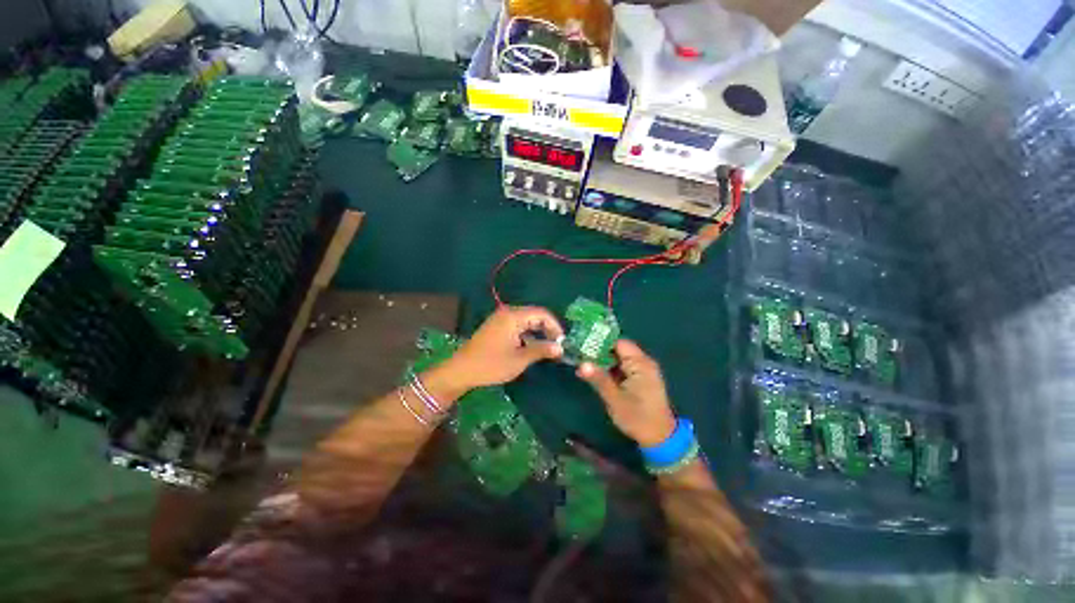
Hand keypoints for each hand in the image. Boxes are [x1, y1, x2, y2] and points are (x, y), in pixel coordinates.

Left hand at [445, 306, 563, 389]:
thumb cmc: (491, 365)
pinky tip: (531, 347)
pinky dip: (527, 334)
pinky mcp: (496, 326)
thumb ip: (541, 350)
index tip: (562, 342)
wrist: (461, 371)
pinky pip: (517, 325)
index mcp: (513, 317)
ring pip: (526, 320)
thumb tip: (560, 348)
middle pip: (534, 315)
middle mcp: (507, 313)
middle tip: (556, 346)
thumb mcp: (519, 360)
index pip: (542, 314)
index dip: (555, 326)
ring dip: (537, 332)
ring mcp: (500, 319)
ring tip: (546, 348)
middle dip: (547, 329)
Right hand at [577, 340, 676, 446]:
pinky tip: (595, 375)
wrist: (660, 439)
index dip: (600, 342)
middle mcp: (643, 363)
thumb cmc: (638, 418)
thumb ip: (599, 379)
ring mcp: (643, 371)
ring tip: (582, 364)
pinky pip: (623, 367)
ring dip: (603, 362)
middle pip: (618, 349)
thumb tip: (581, 364)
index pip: (618, 343)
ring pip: (619, 359)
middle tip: (579, 356)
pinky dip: (610, 370)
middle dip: (599, 352)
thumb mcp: (615, 399)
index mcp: (640, 364)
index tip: (582, 346)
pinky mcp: (640, 379)